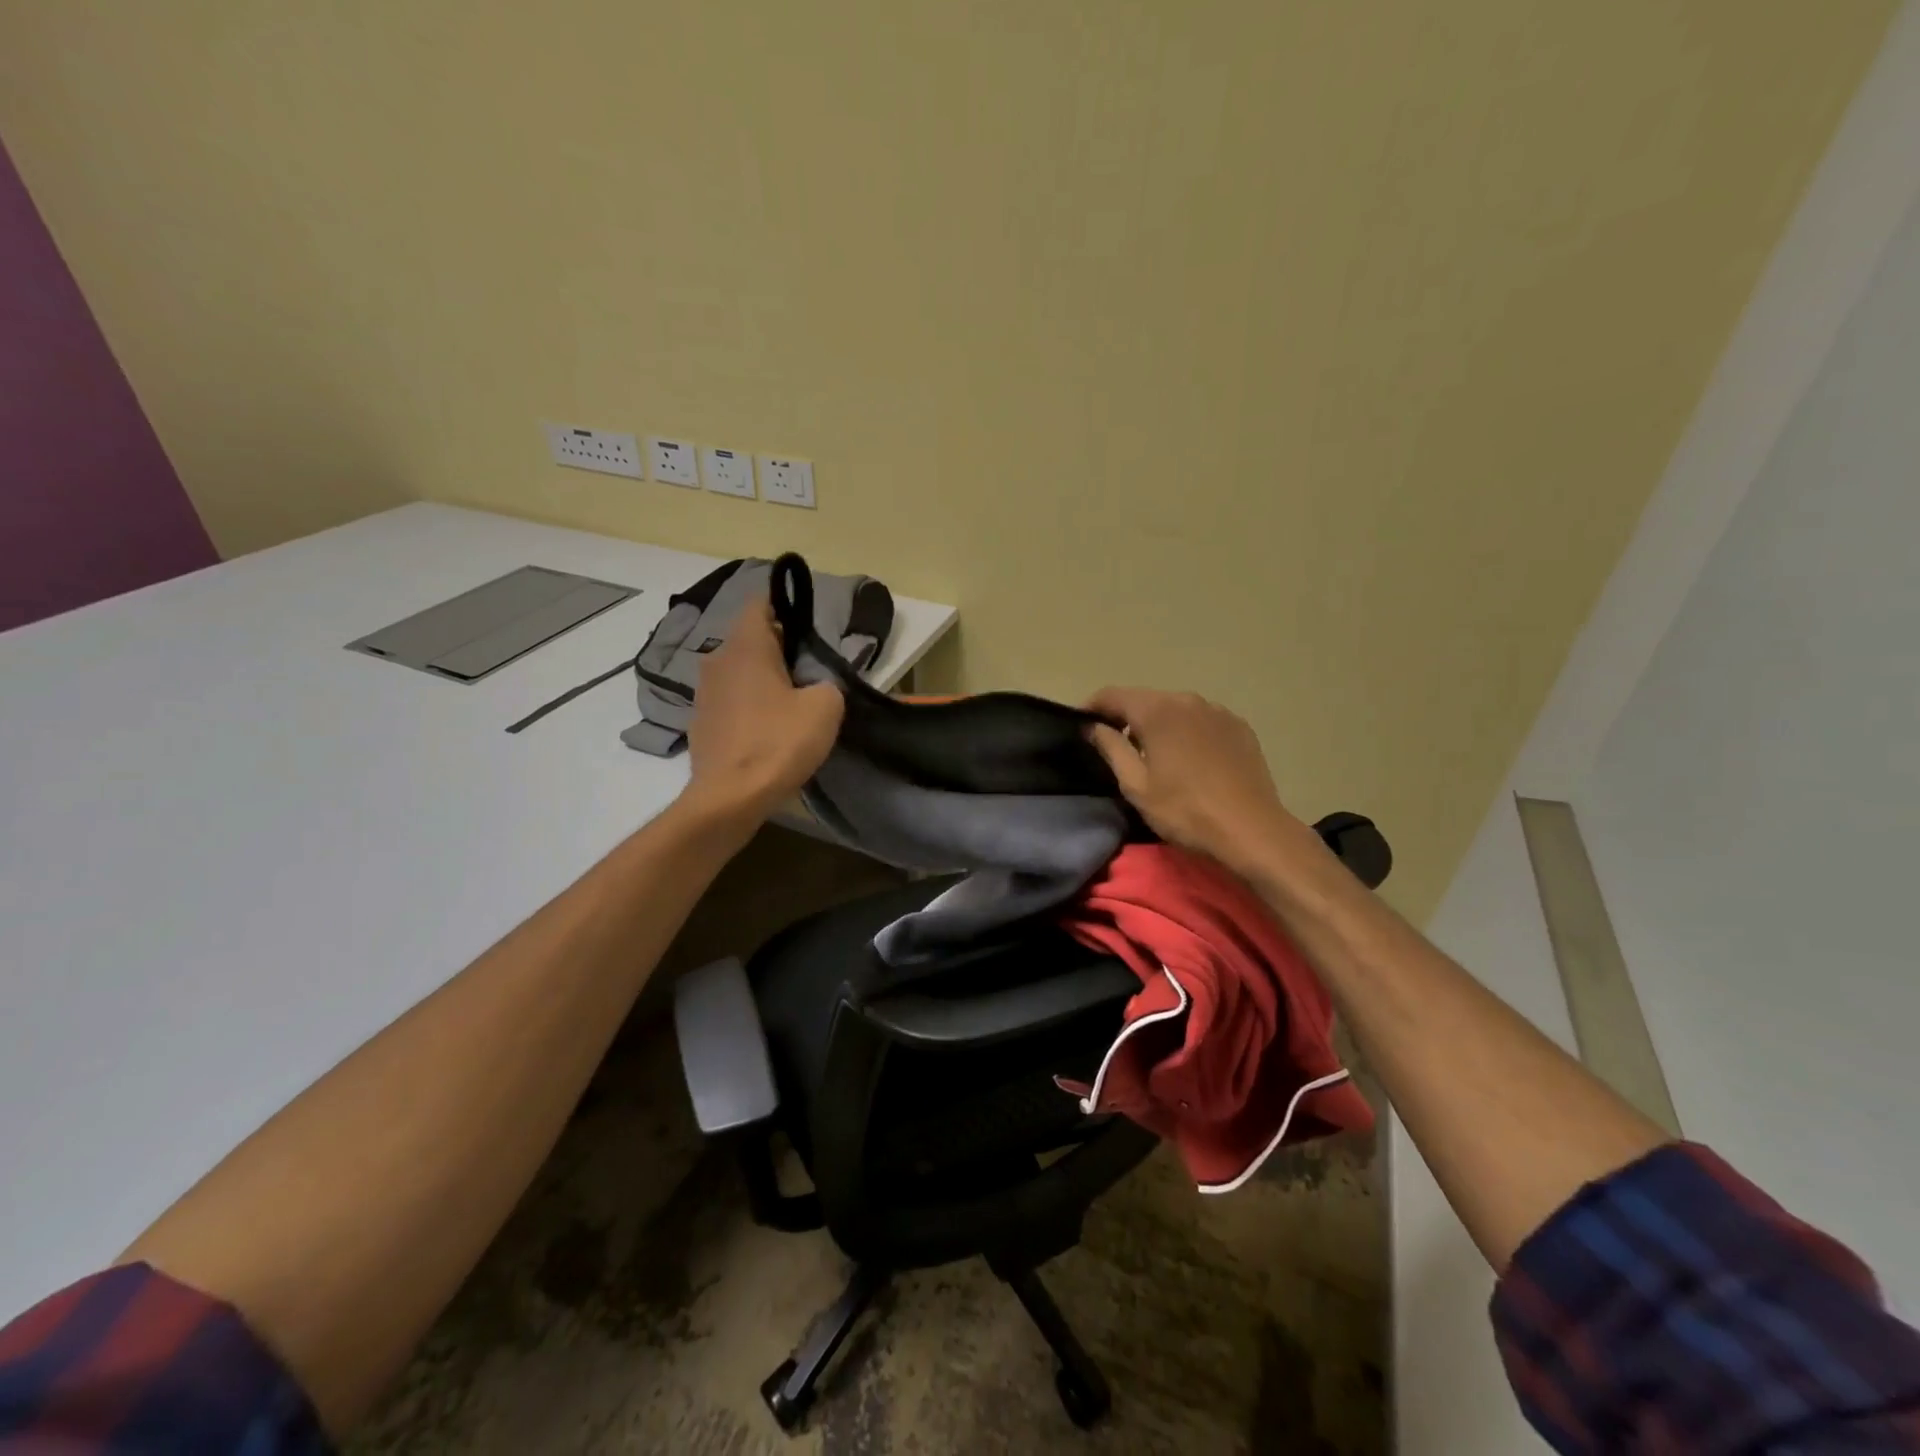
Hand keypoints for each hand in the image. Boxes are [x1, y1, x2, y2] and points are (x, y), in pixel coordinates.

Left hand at [684, 597, 844, 825]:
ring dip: (762, 680)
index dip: (784, 607)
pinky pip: (730, 701)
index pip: (759, 604)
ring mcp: (704, 693)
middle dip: (778, 649)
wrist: (730, 797)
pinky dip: (748, 707)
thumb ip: (826, 683)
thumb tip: (815, 686)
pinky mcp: (700, 723)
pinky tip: (767, 731)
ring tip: (790, 704)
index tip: (806, 628)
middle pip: (750, 640)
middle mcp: (717, 660)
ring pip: (739, 672)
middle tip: (808, 673)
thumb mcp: (826, 707)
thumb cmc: (779, 742)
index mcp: (746, 646)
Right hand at [1085, 687, 1306, 875]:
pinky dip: (1187, 731)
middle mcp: (1187, 700)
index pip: (1113, 695)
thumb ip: (1111, 748)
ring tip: (1154, 755)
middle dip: (1126, 717)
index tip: (1081, 725)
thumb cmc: (1185, 810)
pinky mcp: (1239, 727)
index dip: (1092, 707)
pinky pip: (1202, 721)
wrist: (1251, 830)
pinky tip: (1189, 759)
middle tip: (1115, 746)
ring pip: (1175, 709)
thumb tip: (1093, 726)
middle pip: (1146, 699)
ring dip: (1158, 724)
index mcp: (1157, 710)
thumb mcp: (1136, 785)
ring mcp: (1218, 711)